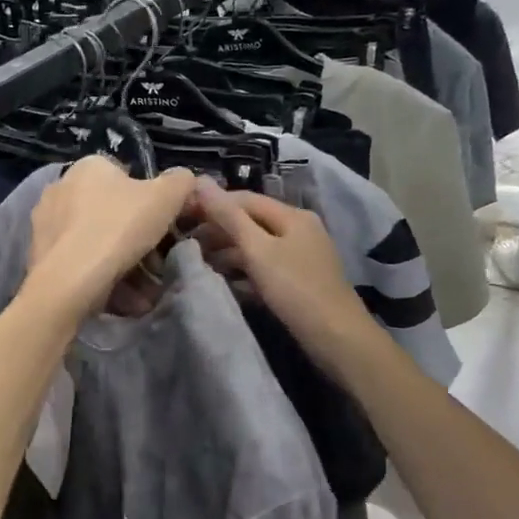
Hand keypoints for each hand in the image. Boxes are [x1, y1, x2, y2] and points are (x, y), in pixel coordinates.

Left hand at [26, 157, 195, 320]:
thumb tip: (182, 179)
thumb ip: (180, 181)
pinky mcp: (38, 253)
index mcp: (88, 166)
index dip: (148, 203)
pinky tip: (119, 297)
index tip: (160, 229)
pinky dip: (98, 275)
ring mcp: (45, 221)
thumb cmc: (119, 228)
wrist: (69, 280)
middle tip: (155, 265)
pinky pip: (78, 261)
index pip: (125, 177)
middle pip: (110, 211)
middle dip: (134, 238)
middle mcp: (61, 186)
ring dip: (121, 262)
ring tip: (142, 291)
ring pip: (95, 240)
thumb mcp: (166, 197)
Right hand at [187, 177, 377, 373]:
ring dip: (228, 252)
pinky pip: (266, 267)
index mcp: (292, 216)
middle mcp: (299, 229)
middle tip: (186, 244)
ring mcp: (301, 256)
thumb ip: (228, 217)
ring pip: (257, 246)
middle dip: (219, 230)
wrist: (337, 337)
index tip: (181, 215)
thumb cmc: (295, 289)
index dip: (212, 203)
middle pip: (251, 221)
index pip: (244, 199)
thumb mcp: (258, 250)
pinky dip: (244, 271)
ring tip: (200, 264)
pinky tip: (225, 282)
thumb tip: (200, 181)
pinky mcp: (300, 280)